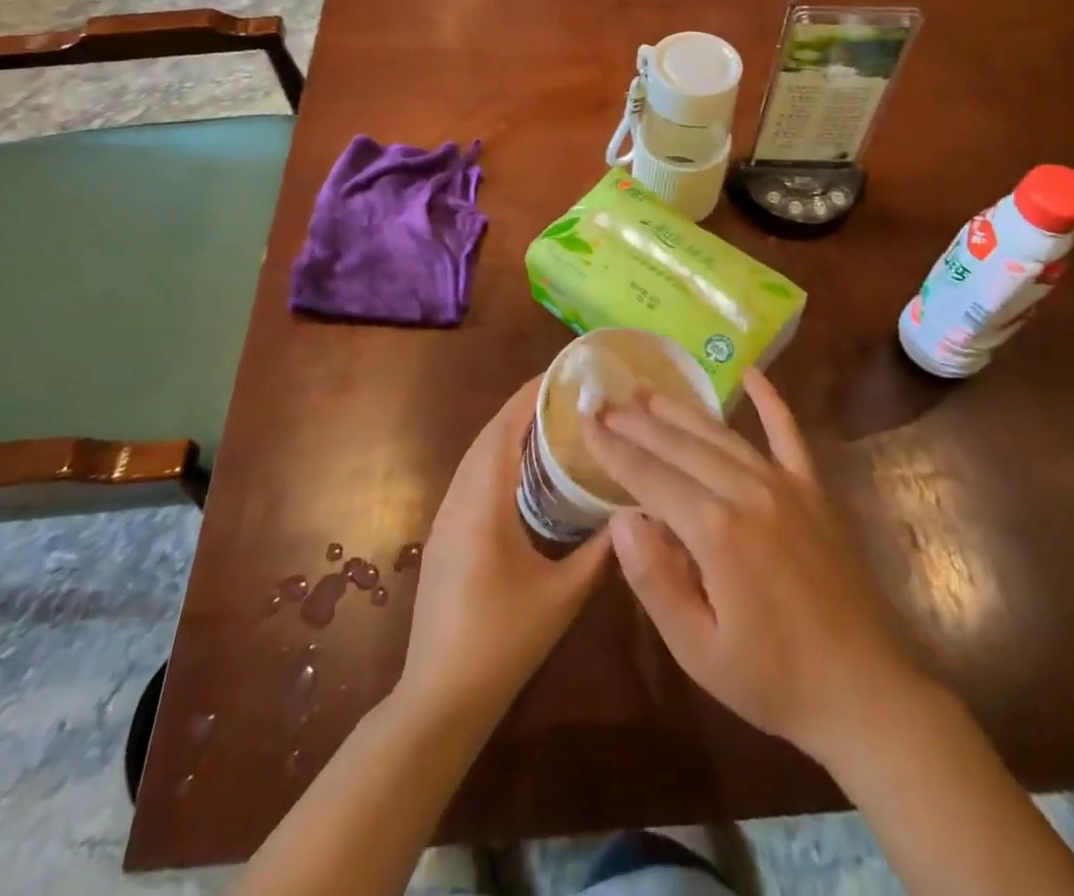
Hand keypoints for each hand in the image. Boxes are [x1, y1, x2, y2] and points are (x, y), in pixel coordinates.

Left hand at [399, 376, 612, 727]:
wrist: (439, 698)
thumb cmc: (503, 643)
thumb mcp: (562, 597)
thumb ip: (599, 552)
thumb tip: (634, 514)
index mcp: (483, 505)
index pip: (503, 431)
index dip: (528, 398)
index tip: (559, 375)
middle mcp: (457, 500)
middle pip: (486, 437)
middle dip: (521, 409)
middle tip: (562, 394)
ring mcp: (444, 519)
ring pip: (475, 458)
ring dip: (506, 433)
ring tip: (548, 421)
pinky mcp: (442, 536)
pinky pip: (470, 479)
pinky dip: (496, 459)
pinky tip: (521, 471)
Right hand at [584, 371, 918, 762]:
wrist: (864, 692)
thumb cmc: (772, 679)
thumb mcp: (697, 649)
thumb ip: (655, 580)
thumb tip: (621, 520)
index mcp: (715, 530)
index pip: (649, 476)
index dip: (612, 447)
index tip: (584, 419)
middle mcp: (747, 491)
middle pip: (680, 445)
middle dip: (637, 422)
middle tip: (604, 400)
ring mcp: (784, 485)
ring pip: (720, 434)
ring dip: (680, 410)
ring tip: (646, 391)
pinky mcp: (812, 490)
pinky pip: (788, 433)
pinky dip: (770, 401)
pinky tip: (751, 373)